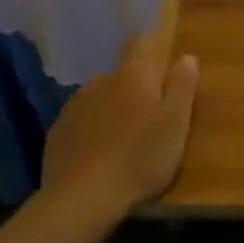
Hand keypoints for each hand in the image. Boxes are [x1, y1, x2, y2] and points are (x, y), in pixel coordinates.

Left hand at [41, 31, 197, 216]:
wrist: (83, 198)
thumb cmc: (140, 158)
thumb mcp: (175, 124)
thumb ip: (182, 87)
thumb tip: (186, 57)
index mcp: (132, 76)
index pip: (141, 43)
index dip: (152, 47)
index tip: (163, 66)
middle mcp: (100, 82)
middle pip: (122, 76)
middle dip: (135, 89)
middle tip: (150, 120)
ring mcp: (74, 106)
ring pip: (100, 99)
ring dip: (112, 111)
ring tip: (124, 142)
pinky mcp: (57, 132)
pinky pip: (81, 122)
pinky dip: (92, 132)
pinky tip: (99, 157)